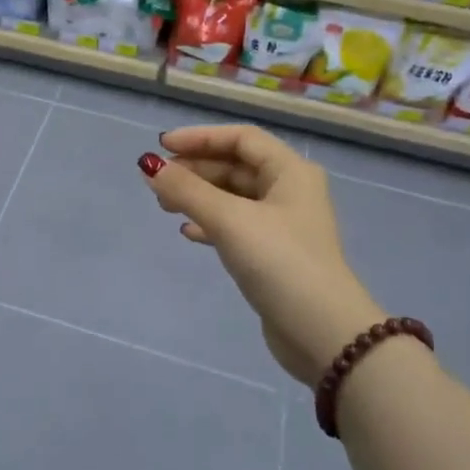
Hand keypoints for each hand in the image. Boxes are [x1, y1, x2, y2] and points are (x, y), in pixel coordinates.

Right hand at [138, 125, 384, 391]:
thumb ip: (187, 190)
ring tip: (164, 205)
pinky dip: (209, 222)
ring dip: (198, 195)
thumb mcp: (229, 220)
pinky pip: (235, 224)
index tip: (161, 147)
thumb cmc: (279, 262)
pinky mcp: (273, 253)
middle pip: (235, 166)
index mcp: (290, 172)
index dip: (200, 138)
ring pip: (233, 196)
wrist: (321, 332)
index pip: (241, 138)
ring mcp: (282, 224)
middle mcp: (290, 191)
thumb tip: (148, 165)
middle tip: (158, 182)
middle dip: (195, 169)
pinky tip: (186, 231)